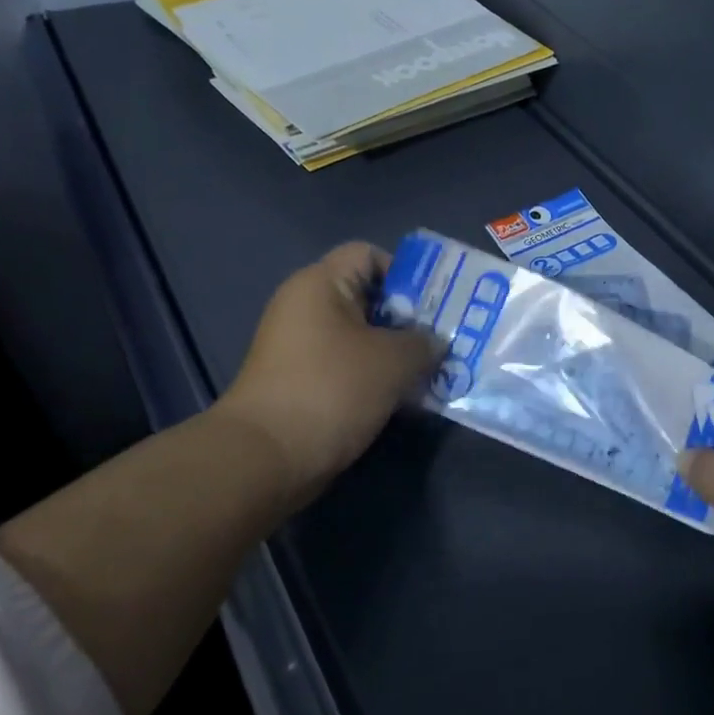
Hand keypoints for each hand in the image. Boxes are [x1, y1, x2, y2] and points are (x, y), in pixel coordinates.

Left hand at [213, 242, 440, 490]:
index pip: (369, 255)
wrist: (266, 459)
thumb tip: (434, 343)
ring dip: (398, 353)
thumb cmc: (331, 390)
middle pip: (370, 298)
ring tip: (434, 372)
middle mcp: (307, 309)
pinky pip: (351, 368)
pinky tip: (407, 398)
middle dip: (411, 319)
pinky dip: (378, 378)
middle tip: (446, 339)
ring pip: (364, 337)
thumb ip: (424, 342)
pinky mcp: (304, 384)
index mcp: (320, 285)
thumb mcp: (393, 360)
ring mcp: (303, 349)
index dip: (406, 273)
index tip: (435, 306)